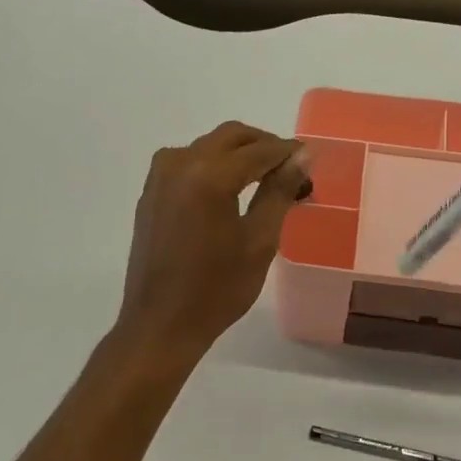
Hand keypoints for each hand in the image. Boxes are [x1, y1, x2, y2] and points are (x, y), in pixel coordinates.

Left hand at [113, 121, 309, 362]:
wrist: (161, 323)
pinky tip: (231, 191)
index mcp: (209, 175)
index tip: (310, 160)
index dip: (288, 152)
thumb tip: (301, 157)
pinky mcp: (150, 192)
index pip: (259, 150)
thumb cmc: (217, 289)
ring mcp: (160, 176)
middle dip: (263, 146)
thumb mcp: (259, 241)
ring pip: (208, 146)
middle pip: (231, 137)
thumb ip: (279, 192)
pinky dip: (214, 167)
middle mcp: (180, 163)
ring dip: (238, 154)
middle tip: (290, 170)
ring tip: (265, 182)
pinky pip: (188, 163)